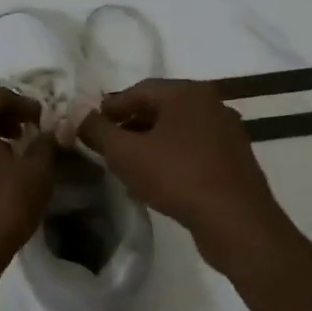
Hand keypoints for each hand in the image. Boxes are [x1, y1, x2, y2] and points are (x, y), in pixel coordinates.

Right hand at [77, 78, 294, 274]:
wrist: (235, 220)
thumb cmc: (177, 176)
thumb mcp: (126, 153)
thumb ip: (97, 130)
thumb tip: (76, 113)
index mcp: (187, 93)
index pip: (138, 90)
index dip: (110, 108)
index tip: (90, 126)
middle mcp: (211, 104)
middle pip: (160, 109)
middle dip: (129, 126)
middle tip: (106, 147)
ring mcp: (226, 133)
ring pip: (177, 132)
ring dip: (149, 145)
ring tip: (127, 167)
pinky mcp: (234, 160)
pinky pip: (193, 151)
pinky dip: (171, 158)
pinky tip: (156, 181)